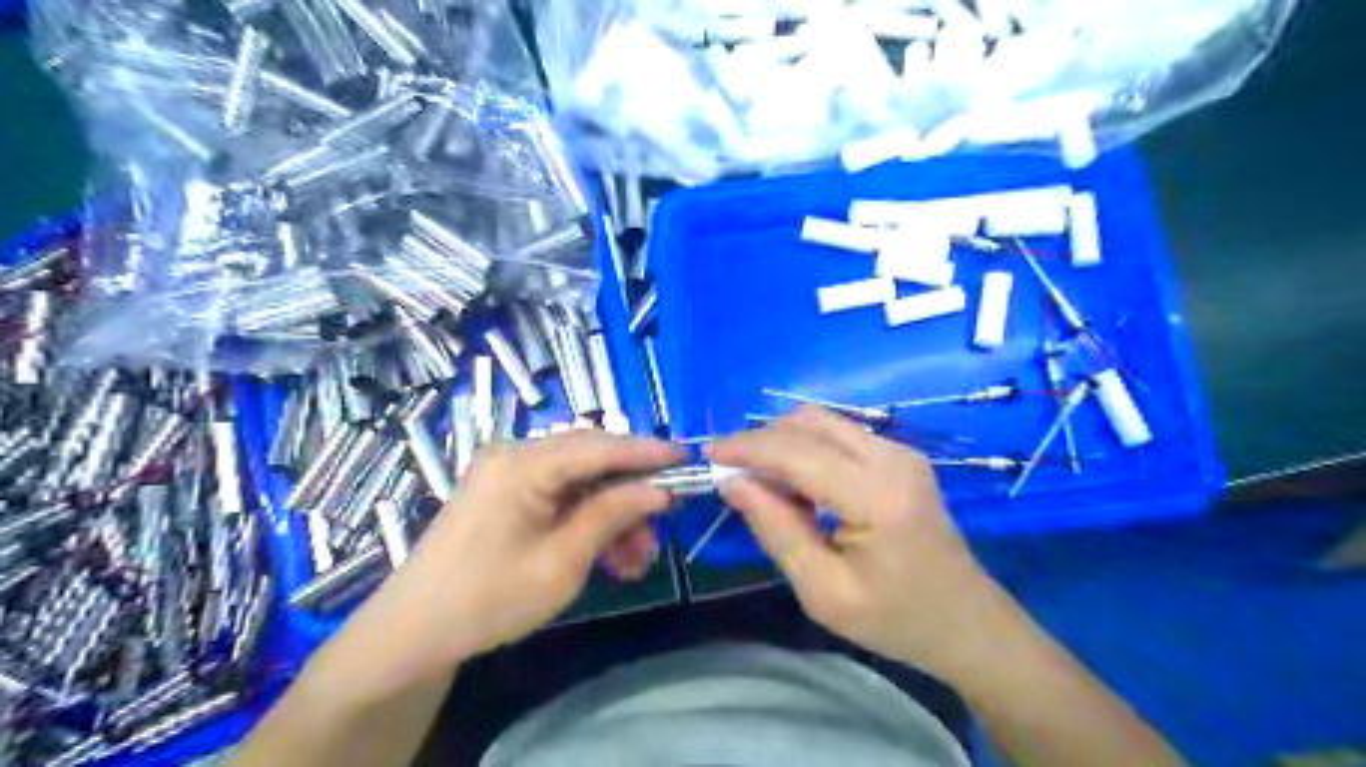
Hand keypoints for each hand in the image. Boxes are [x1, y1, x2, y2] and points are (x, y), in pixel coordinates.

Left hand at [343, 432, 682, 676]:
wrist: (415, 632)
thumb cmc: (488, 598)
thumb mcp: (562, 561)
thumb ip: (612, 515)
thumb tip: (659, 489)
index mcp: (523, 463)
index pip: (600, 445)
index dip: (648, 452)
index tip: (688, 459)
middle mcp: (516, 454)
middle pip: (592, 459)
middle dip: (631, 492)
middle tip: (664, 522)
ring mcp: (509, 472)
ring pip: (581, 480)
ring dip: (613, 513)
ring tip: (636, 559)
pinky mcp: (507, 491)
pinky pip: (561, 494)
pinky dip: (588, 519)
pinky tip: (609, 555)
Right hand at [710, 407, 1005, 675]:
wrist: (967, 623)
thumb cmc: (895, 619)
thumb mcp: (823, 591)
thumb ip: (776, 530)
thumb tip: (732, 482)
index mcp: (877, 496)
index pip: (797, 451)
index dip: (747, 448)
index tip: (707, 456)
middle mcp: (892, 458)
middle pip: (809, 422)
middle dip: (762, 440)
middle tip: (731, 473)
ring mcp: (901, 452)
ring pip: (823, 422)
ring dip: (783, 442)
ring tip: (762, 483)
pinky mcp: (901, 456)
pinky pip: (840, 435)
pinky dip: (807, 449)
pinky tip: (798, 485)